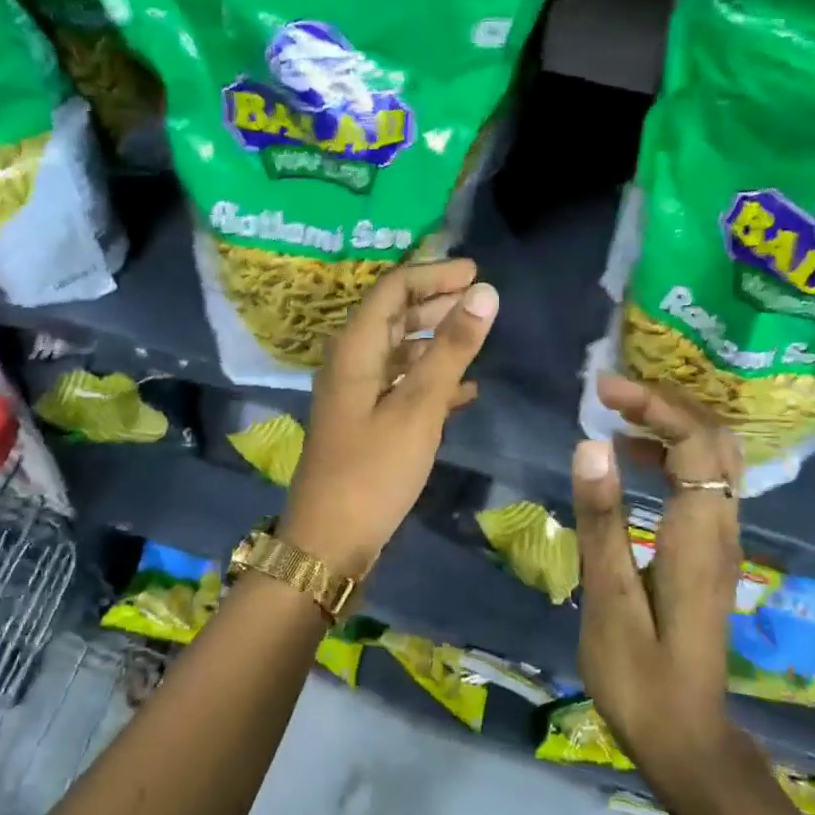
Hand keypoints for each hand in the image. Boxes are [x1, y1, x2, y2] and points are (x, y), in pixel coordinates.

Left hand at [279, 260, 497, 575]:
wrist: (330, 541)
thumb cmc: (373, 471)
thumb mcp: (418, 407)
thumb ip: (451, 349)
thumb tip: (484, 292)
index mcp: (355, 349)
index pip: (392, 290)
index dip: (433, 275)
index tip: (475, 272)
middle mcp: (351, 363)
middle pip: (393, 316)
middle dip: (435, 302)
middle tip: (479, 298)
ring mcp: (357, 395)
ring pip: (399, 352)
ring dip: (435, 340)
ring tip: (476, 336)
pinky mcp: (366, 423)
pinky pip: (402, 386)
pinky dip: (432, 380)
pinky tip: (465, 391)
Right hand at [571, 374, 748, 787]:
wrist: (685, 737)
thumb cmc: (639, 676)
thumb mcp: (609, 600)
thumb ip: (602, 521)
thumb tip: (590, 446)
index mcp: (700, 536)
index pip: (694, 442)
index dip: (654, 405)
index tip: (603, 391)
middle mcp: (724, 528)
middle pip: (715, 439)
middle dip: (668, 403)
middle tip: (612, 393)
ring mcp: (723, 540)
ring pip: (716, 458)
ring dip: (673, 425)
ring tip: (617, 416)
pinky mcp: (712, 552)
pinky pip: (705, 481)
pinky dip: (674, 454)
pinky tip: (632, 462)